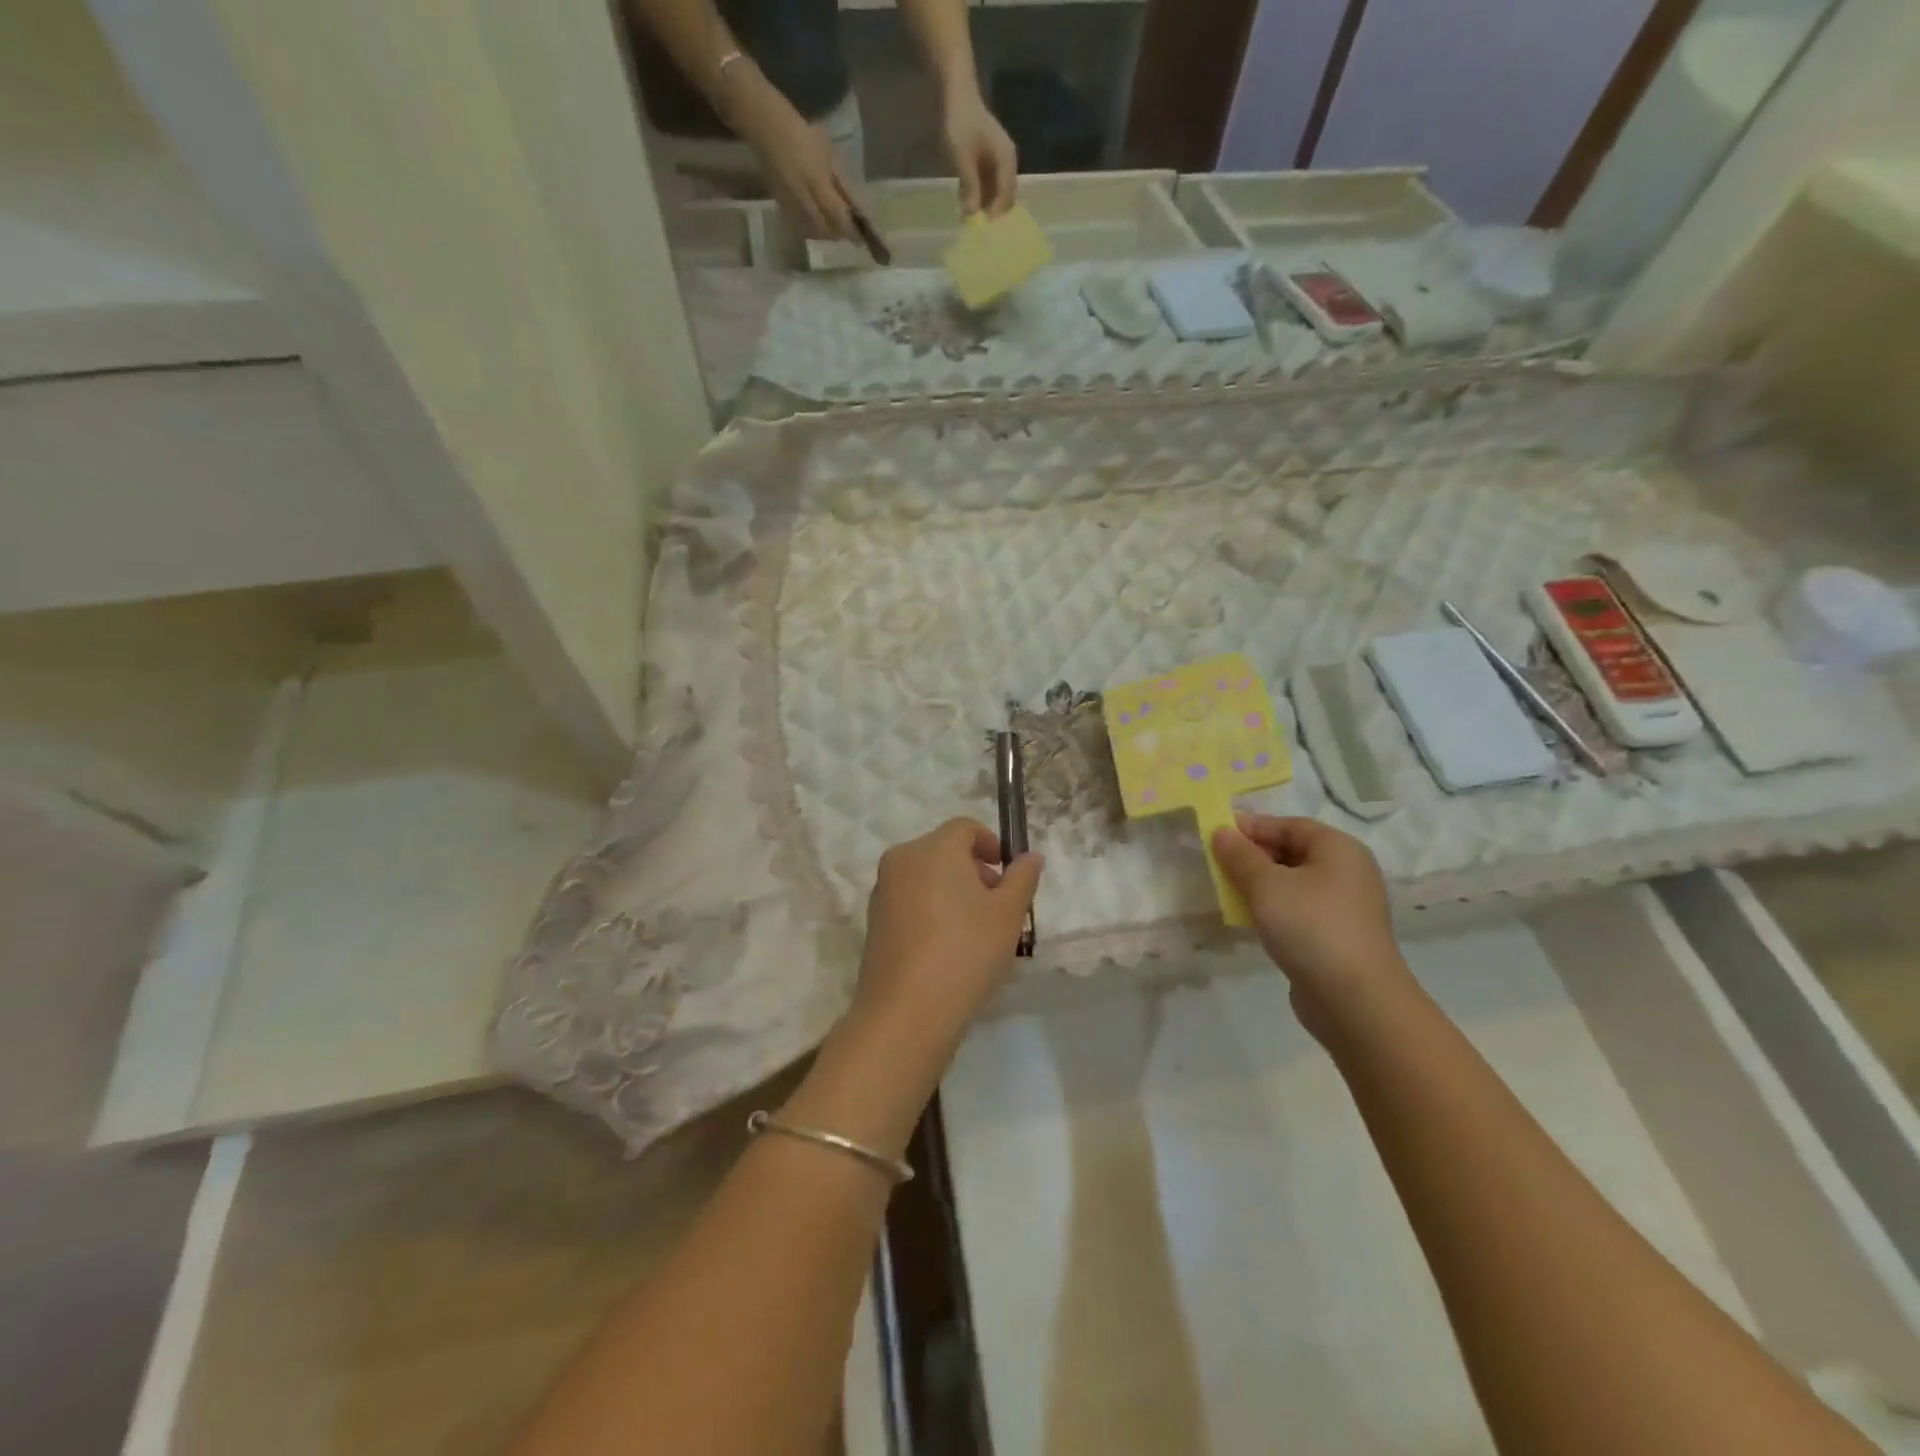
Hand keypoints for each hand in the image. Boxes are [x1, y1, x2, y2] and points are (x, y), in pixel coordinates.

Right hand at [731, 86, 856, 239]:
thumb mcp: (826, 151)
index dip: (850, 228)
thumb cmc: (800, 131)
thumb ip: (838, 179)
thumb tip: (851, 202)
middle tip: (848, 232)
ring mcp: (790, 202)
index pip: (838, 214)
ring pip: (812, 230)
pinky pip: (799, 225)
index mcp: (817, 180)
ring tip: (833, 229)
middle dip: (838, 233)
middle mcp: (804, 196)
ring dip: (825, 233)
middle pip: (825, 228)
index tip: (861, 235)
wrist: (765, 125)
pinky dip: (811, 229)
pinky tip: (816, 224)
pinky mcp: (781, 203)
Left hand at [856, 818, 1042, 1040]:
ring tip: (975, 930)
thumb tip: (1030, 857)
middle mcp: (902, 859)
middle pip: (944, 850)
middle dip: (974, 870)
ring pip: (926, 876)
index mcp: (933, 848)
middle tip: (998, 906)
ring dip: (953, 890)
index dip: (992, 844)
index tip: (1008, 875)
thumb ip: (1022, 878)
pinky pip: (910, 900)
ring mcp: (882, 890)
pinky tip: (948, 947)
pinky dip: (931, 909)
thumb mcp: (1008, 914)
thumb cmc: (965, 952)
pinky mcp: (874, 920)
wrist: (907, 1011)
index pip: (965, 828)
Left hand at [941, 86, 1017, 216]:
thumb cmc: (960, 122)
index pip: (1007, 194)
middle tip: (977, 230)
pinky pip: (987, 186)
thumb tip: (971, 214)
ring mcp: (998, 163)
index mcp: (1006, 159)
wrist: (956, 93)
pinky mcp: (988, 163)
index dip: (996, 213)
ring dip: (984, 206)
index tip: (983, 229)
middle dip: (992, 213)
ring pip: (995, 193)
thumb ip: (969, 186)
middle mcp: (1007, 163)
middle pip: (1004, 197)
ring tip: (969, 221)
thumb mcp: (962, 157)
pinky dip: (978, 196)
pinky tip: (965, 205)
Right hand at [1211, 813, 1414, 1036]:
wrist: (1355, 999)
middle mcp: (1348, 871)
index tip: (1216, 835)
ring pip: (1294, 883)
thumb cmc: (1310, 926)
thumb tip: (1222, 832)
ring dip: (1260, 885)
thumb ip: (1240, 856)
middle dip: (1254, 856)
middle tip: (1218, 865)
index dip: (1252, 827)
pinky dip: (1274, 909)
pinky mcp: (1338, 936)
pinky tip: (1251, 920)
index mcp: (1338, 848)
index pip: (1289, 825)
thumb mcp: (1266, 885)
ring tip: (1228, 892)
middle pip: (1293, 852)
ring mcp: (1345, 906)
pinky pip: (1300, 910)